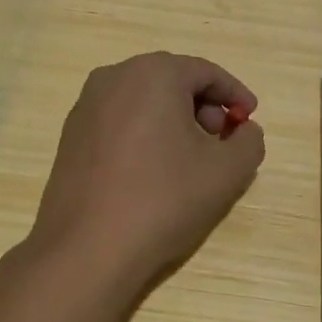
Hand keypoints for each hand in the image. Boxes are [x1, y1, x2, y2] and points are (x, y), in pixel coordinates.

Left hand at [28, 52, 265, 289]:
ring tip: (190, 160)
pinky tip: (154, 171)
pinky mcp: (71, 135)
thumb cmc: (163, 199)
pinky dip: (145, 133)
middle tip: (221, 141)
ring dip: (175, 121)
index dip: (235, 94)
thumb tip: (244, 130)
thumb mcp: (226, 171)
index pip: (206, 72)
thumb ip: (249, 141)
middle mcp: (115, 77)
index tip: (250, 119)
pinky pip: (120, 120)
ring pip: (145, 100)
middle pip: (173, 81)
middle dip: (204, 107)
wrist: (87, 249)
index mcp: (154, 73)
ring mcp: (86, 105)